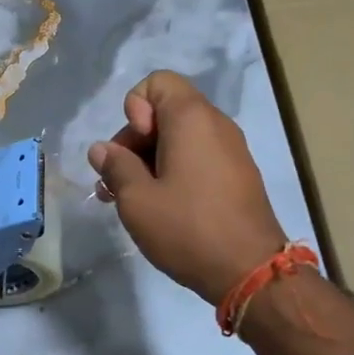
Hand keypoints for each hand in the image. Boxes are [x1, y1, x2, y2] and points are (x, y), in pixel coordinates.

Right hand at [89, 71, 285, 302]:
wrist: (251, 272)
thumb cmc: (188, 228)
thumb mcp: (137, 199)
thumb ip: (115, 166)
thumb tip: (102, 149)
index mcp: (191, 118)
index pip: (157, 82)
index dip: (134, 108)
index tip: (132, 148)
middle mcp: (215, 124)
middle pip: (165, 111)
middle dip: (134, 140)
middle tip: (117, 181)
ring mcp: (231, 150)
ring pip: (179, 138)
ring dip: (149, 160)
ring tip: (128, 199)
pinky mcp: (237, 176)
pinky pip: (197, 157)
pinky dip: (173, 171)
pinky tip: (158, 206)